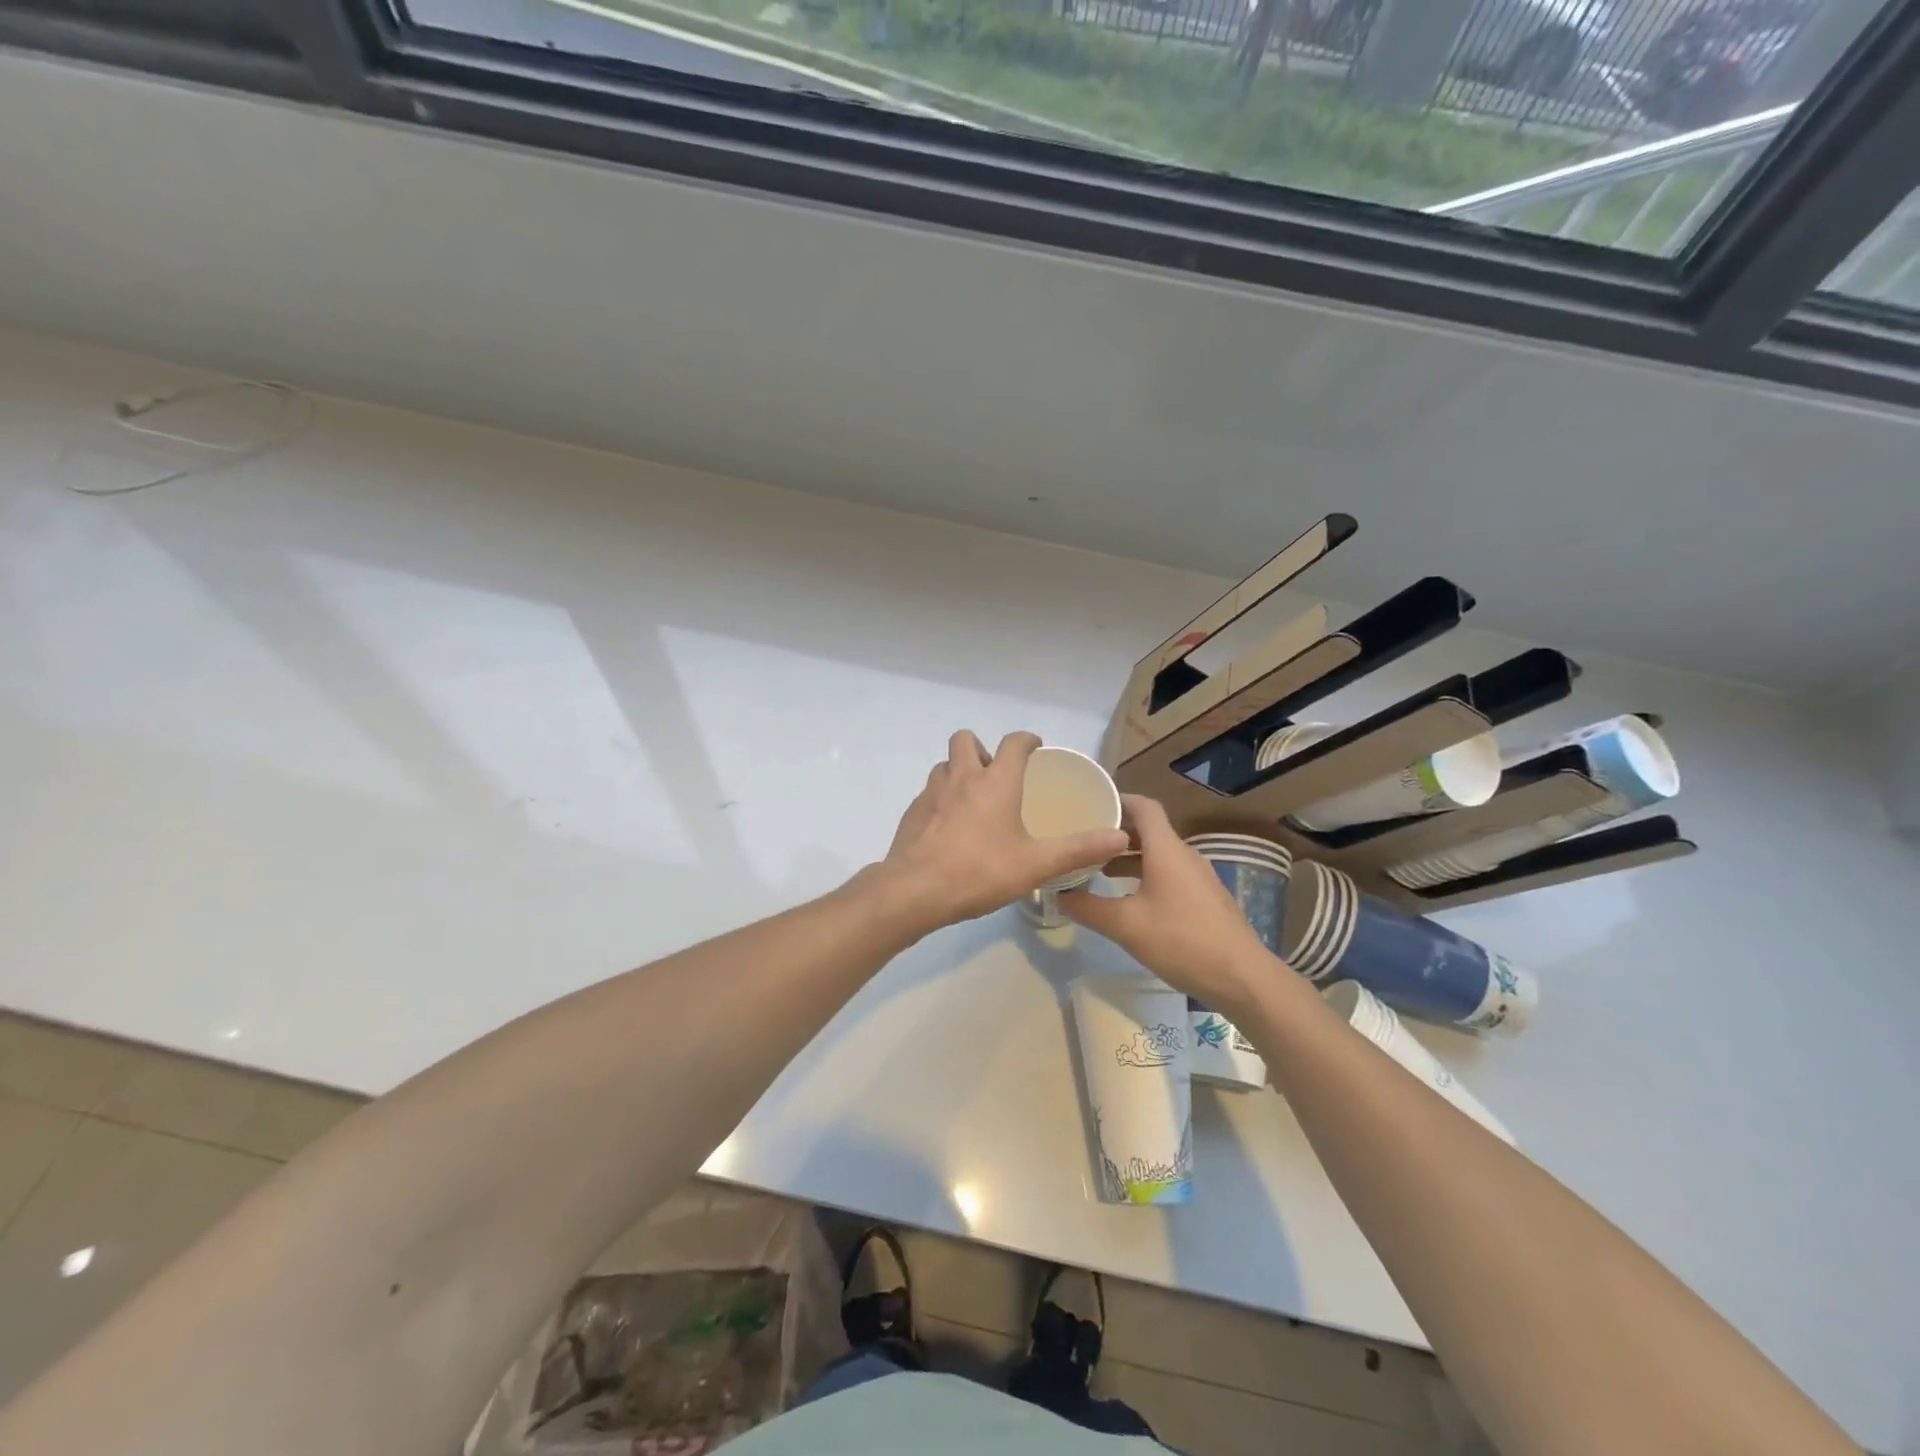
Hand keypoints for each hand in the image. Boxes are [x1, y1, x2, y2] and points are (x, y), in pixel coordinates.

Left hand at [875, 731, 1129, 934]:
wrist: (914, 891)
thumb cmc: (980, 872)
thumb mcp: (1036, 864)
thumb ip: (1079, 849)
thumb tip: (1121, 838)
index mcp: (995, 782)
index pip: (1013, 743)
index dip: (1026, 740)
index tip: (1035, 747)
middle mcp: (961, 777)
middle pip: (966, 739)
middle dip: (982, 748)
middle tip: (996, 775)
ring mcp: (932, 793)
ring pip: (944, 765)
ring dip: (959, 772)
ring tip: (974, 801)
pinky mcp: (913, 812)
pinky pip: (930, 792)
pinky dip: (942, 798)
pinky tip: (950, 828)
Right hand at [1061, 795, 1277, 1012]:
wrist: (1243, 978)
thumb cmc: (1182, 941)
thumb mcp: (1126, 926)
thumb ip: (1088, 908)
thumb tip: (1058, 894)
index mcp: (1166, 849)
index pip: (1144, 807)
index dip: (1118, 800)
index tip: (1090, 806)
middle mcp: (1184, 855)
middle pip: (1149, 830)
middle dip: (1116, 833)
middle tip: (1083, 840)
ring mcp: (1198, 877)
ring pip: (1158, 855)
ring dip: (1129, 858)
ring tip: (1097, 871)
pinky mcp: (1205, 899)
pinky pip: (1169, 874)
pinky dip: (1145, 875)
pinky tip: (1128, 899)